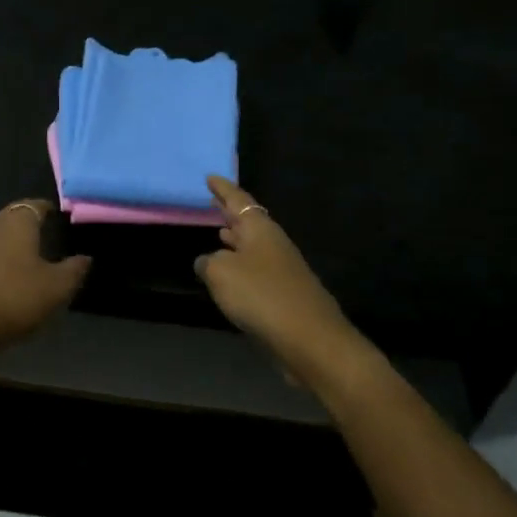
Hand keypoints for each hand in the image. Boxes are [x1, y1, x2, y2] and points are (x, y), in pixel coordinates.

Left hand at [0, 200, 90, 353]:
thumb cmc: (14, 296)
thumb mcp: (56, 287)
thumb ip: (74, 270)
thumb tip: (86, 257)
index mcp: (18, 222)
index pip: (35, 204)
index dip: (49, 209)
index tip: (62, 217)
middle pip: (15, 218)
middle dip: (32, 225)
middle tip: (52, 237)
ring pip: (1, 239)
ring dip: (17, 246)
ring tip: (37, 261)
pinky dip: (4, 265)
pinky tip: (15, 282)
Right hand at [196, 177, 353, 368]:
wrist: (309, 339)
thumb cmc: (261, 295)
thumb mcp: (221, 274)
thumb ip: (208, 262)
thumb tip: (207, 261)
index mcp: (260, 229)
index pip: (238, 199)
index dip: (222, 189)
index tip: (210, 177)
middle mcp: (273, 243)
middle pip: (248, 221)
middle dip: (229, 211)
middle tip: (212, 201)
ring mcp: (282, 268)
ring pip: (253, 245)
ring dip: (235, 238)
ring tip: (218, 231)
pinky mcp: (284, 293)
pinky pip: (256, 268)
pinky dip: (240, 263)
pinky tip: (230, 272)